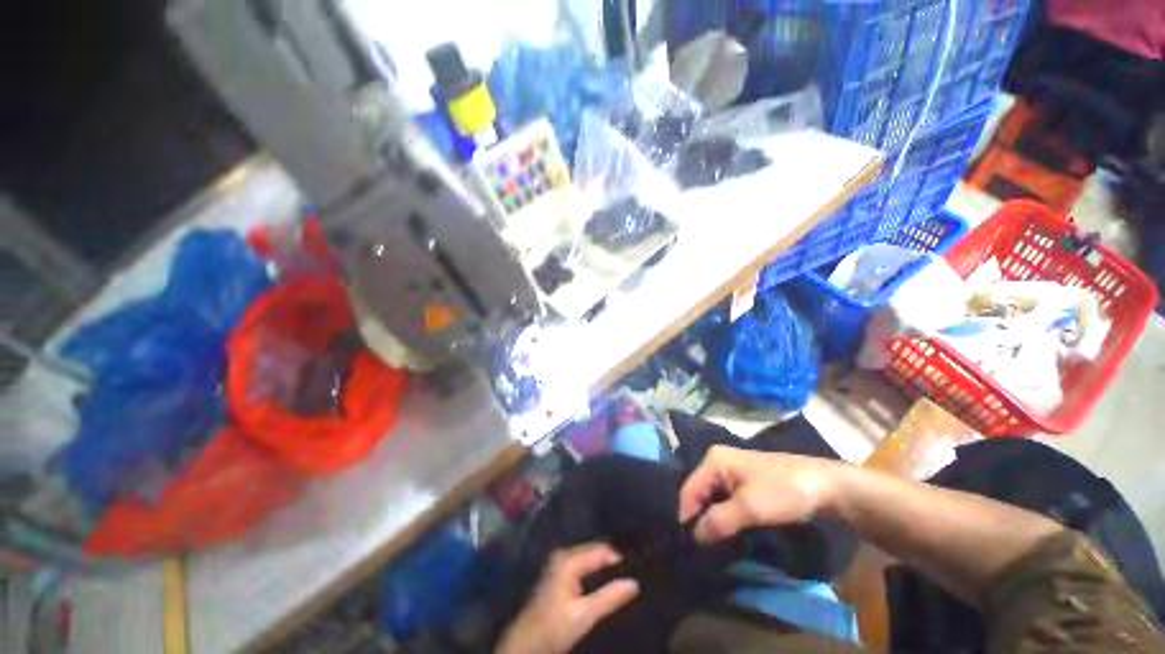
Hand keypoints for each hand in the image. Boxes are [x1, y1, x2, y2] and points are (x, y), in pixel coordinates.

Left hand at [496, 543, 639, 653]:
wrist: (524, 644)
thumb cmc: (553, 628)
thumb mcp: (584, 616)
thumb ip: (609, 597)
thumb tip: (635, 583)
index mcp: (569, 560)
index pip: (601, 550)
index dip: (619, 558)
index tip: (639, 568)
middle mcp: (564, 555)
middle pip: (595, 552)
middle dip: (612, 562)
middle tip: (633, 572)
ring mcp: (559, 563)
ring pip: (589, 558)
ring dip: (604, 568)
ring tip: (624, 577)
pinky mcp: (558, 573)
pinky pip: (583, 565)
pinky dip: (595, 572)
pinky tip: (606, 583)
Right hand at [678, 445, 842, 542]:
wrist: (827, 486)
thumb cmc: (784, 492)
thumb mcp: (749, 508)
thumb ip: (718, 521)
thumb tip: (694, 537)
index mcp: (713, 460)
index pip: (688, 490)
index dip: (687, 518)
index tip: (689, 547)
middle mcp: (718, 461)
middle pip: (699, 493)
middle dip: (700, 519)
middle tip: (703, 549)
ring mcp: (732, 470)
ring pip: (713, 498)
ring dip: (714, 520)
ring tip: (714, 545)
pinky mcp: (745, 481)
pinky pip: (726, 500)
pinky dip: (726, 516)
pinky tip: (730, 533)